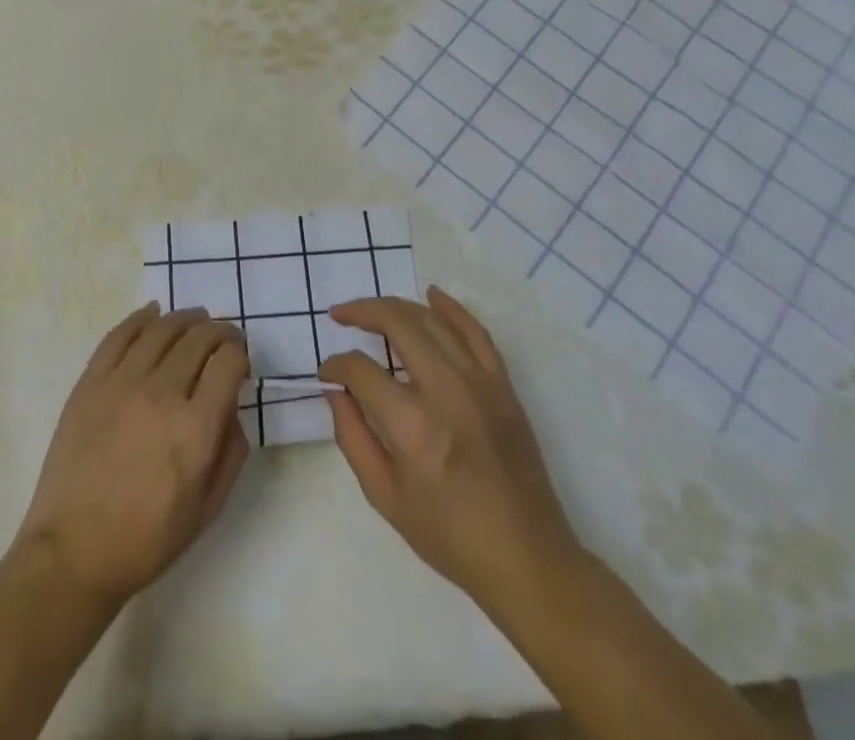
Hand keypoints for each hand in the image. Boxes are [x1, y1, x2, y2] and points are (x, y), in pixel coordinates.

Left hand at [15, 304, 249, 607]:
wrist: (74, 551)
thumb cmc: (147, 539)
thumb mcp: (208, 508)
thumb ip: (231, 451)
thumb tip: (231, 407)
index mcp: (196, 428)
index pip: (228, 362)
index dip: (240, 353)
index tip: (240, 359)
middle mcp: (162, 394)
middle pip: (199, 338)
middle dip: (219, 332)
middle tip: (223, 338)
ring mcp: (122, 382)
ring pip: (162, 329)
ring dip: (186, 318)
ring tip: (196, 319)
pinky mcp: (91, 382)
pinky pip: (119, 335)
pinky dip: (141, 318)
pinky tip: (153, 312)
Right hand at [319, 287, 582, 615]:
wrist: (527, 559)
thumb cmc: (450, 536)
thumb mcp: (385, 497)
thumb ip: (352, 437)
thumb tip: (335, 391)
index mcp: (412, 425)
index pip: (361, 370)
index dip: (336, 366)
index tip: (327, 373)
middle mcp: (445, 390)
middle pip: (397, 323)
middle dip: (361, 312)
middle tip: (341, 316)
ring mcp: (479, 382)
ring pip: (431, 320)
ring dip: (396, 307)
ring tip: (372, 310)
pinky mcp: (502, 385)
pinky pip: (475, 331)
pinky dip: (451, 308)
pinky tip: (431, 295)